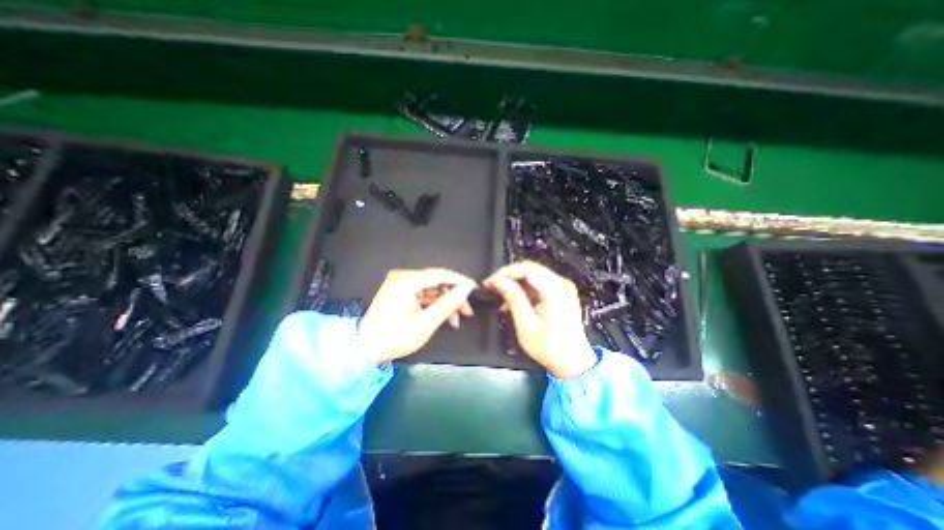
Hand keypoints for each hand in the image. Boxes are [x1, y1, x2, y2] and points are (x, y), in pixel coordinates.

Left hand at [358, 269, 476, 364]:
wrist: (364, 349)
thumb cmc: (393, 338)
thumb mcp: (425, 323)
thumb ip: (447, 304)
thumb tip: (465, 289)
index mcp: (407, 281)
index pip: (440, 274)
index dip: (460, 281)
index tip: (474, 289)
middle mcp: (403, 277)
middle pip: (437, 281)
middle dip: (453, 295)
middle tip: (467, 311)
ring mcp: (400, 284)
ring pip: (432, 288)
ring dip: (445, 302)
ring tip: (456, 319)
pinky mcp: (400, 292)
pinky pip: (423, 294)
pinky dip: (434, 304)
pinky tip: (443, 316)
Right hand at [487, 261, 595, 376]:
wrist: (573, 362)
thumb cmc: (551, 348)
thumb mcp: (526, 325)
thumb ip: (513, 299)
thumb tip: (499, 282)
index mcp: (555, 290)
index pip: (527, 269)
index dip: (505, 272)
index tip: (490, 282)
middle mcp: (562, 284)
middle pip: (530, 268)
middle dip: (508, 276)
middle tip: (492, 286)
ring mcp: (562, 288)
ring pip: (532, 275)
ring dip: (515, 283)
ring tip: (500, 294)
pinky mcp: (560, 293)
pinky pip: (538, 284)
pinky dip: (524, 289)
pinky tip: (513, 301)